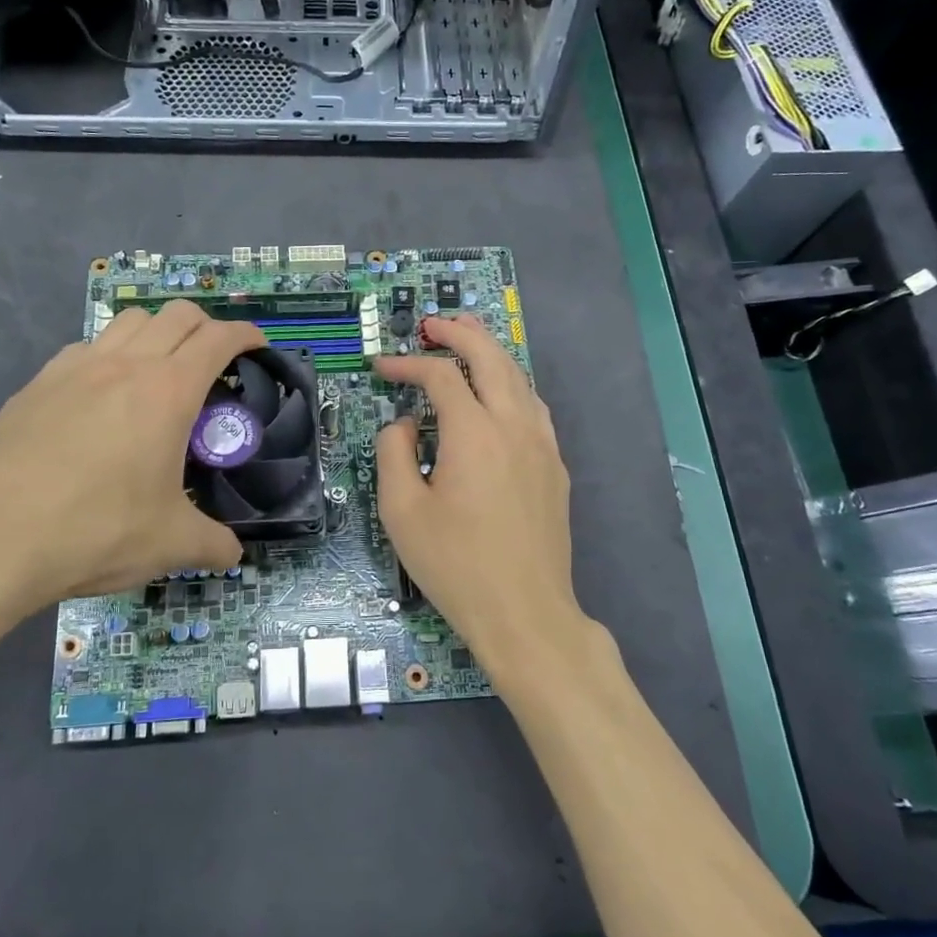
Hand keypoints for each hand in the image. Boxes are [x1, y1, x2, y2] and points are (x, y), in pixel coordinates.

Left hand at [0, 301, 265, 659]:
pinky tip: (101, 397)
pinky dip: (109, 356)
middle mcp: (124, 365)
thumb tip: (233, 555)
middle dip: (205, 326)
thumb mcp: (168, 544)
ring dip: (156, 333)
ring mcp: (73, 369)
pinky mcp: (35, 385)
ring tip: (159, 372)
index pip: (218, 338)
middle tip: (214, 362)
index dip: (245, 335)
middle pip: (176, 315)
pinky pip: (85, 349)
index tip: (258, 346)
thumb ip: (212, 544)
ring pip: (128, 322)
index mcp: (167, 391)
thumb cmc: (93, 531)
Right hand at [373, 314, 584, 692]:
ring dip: (490, 352)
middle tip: (432, 323)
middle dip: (459, 332)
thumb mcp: (402, 511)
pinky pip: (533, 407)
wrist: (526, 613)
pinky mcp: (555, 466)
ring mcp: (542, 444)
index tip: (381, 367)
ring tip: (466, 340)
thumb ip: (394, 453)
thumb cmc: (456, 565)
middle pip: (491, 356)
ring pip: (519, 377)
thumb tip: (405, 424)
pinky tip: (498, 394)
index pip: (439, 376)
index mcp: (474, 432)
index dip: (406, 364)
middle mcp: (514, 425)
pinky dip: (511, 384)